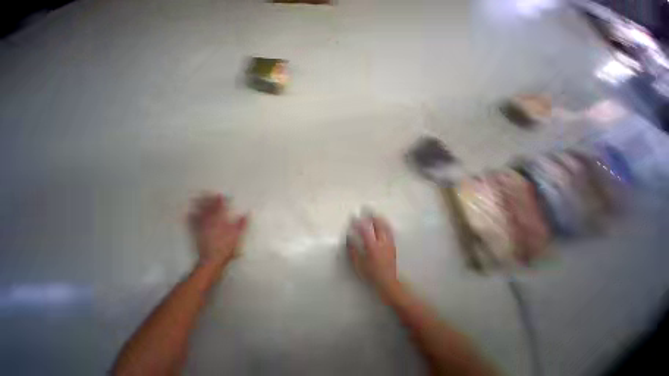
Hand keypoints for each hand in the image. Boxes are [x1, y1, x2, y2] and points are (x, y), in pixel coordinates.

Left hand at [188, 194, 248, 267]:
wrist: (211, 260)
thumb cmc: (227, 247)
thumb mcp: (238, 235)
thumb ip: (242, 223)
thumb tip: (247, 213)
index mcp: (221, 221)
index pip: (221, 207)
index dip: (222, 200)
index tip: (223, 195)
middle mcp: (210, 222)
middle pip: (208, 208)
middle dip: (208, 199)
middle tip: (207, 192)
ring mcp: (201, 227)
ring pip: (199, 213)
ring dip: (198, 205)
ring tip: (196, 198)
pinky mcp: (195, 233)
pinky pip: (191, 223)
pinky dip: (190, 216)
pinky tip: (189, 213)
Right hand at [347, 214, 397, 291]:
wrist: (388, 282)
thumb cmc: (371, 273)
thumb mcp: (358, 264)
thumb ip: (353, 250)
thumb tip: (349, 237)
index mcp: (372, 246)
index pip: (364, 230)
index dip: (358, 222)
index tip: (353, 216)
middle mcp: (382, 242)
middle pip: (378, 225)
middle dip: (371, 215)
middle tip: (366, 209)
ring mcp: (389, 243)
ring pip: (385, 226)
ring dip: (379, 218)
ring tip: (375, 213)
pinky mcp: (393, 245)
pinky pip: (390, 231)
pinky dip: (386, 225)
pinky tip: (383, 223)